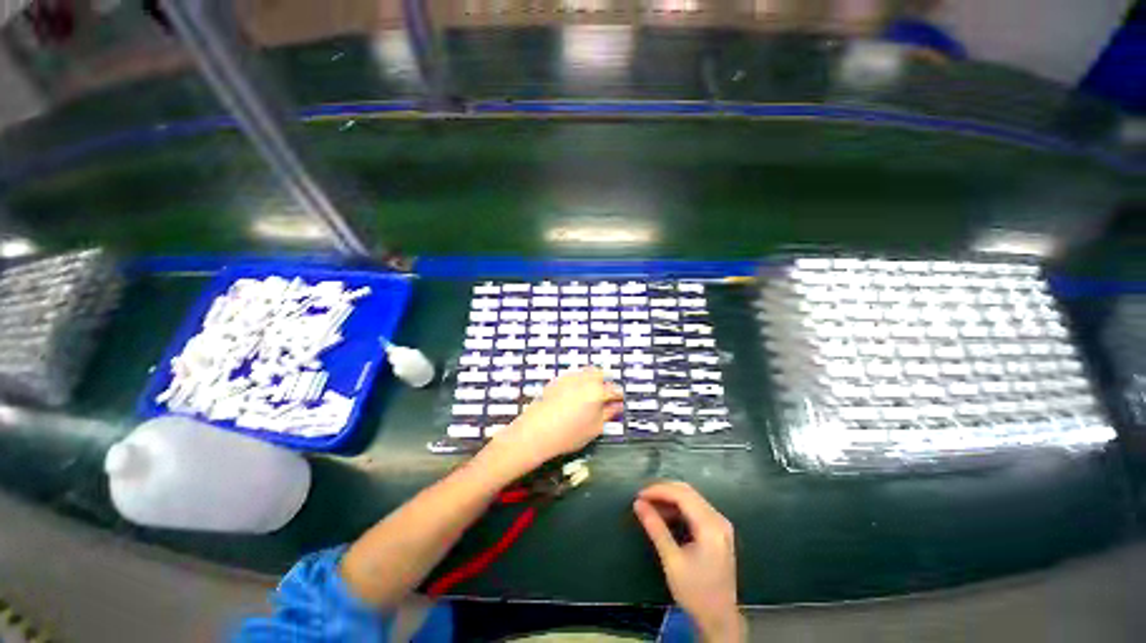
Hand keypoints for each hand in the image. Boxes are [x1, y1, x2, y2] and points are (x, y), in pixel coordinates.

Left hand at [492, 367, 622, 469]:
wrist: (536, 431)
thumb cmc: (569, 433)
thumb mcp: (595, 428)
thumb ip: (608, 414)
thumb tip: (617, 406)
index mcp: (597, 391)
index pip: (615, 389)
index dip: (619, 397)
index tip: (619, 403)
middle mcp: (584, 379)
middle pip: (600, 374)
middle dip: (605, 383)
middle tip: (604, 398)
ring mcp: (568, 377)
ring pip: (586, 372)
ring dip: (591, 380)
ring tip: (588, 397)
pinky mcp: (556, 380)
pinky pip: (573, 376)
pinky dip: (578, 382)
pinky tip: (573, 397)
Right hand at [634, 482, 743, 642]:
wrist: (720, 620)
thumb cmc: (695, 593)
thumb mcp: (672, 561)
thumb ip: (655, 528)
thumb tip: (638, 504)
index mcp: (710, 526)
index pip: (682, 495)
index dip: (659, 491)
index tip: (639, 496)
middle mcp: (718, 519)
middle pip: (688, 492)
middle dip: (663, 491)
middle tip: (643, 498)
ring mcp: (720, 524)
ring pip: (691, 498)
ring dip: (670, 498)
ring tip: (650, 506)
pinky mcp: (718, 530)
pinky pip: (695, 508)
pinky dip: (678, 507)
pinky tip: (665, 515)